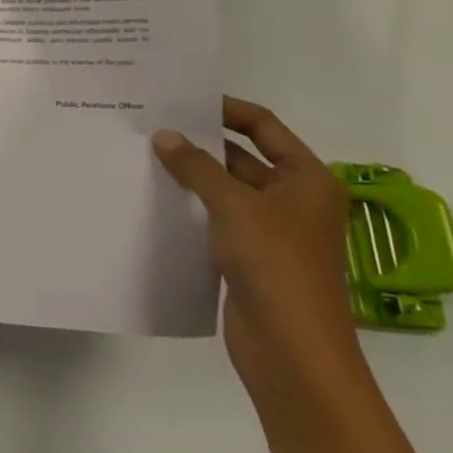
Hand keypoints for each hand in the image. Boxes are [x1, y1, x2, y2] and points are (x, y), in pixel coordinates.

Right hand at [154, 99, 367, 411]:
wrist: (292, 352)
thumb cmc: (276, 265)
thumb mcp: (235, 206)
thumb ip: (197, 167)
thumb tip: (164, 135)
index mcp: (307, 179)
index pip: (264, 127)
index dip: (227, 109)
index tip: (183, 99)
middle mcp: (293, 200)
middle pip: (244, 157)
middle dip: (202, 143)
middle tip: (153, 126)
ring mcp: (272, 231)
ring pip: (228, 190)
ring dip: (194, 176)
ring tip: (146, 155)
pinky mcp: (250, 258)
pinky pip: (218, 220)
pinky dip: (193, 207)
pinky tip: (157, 198)